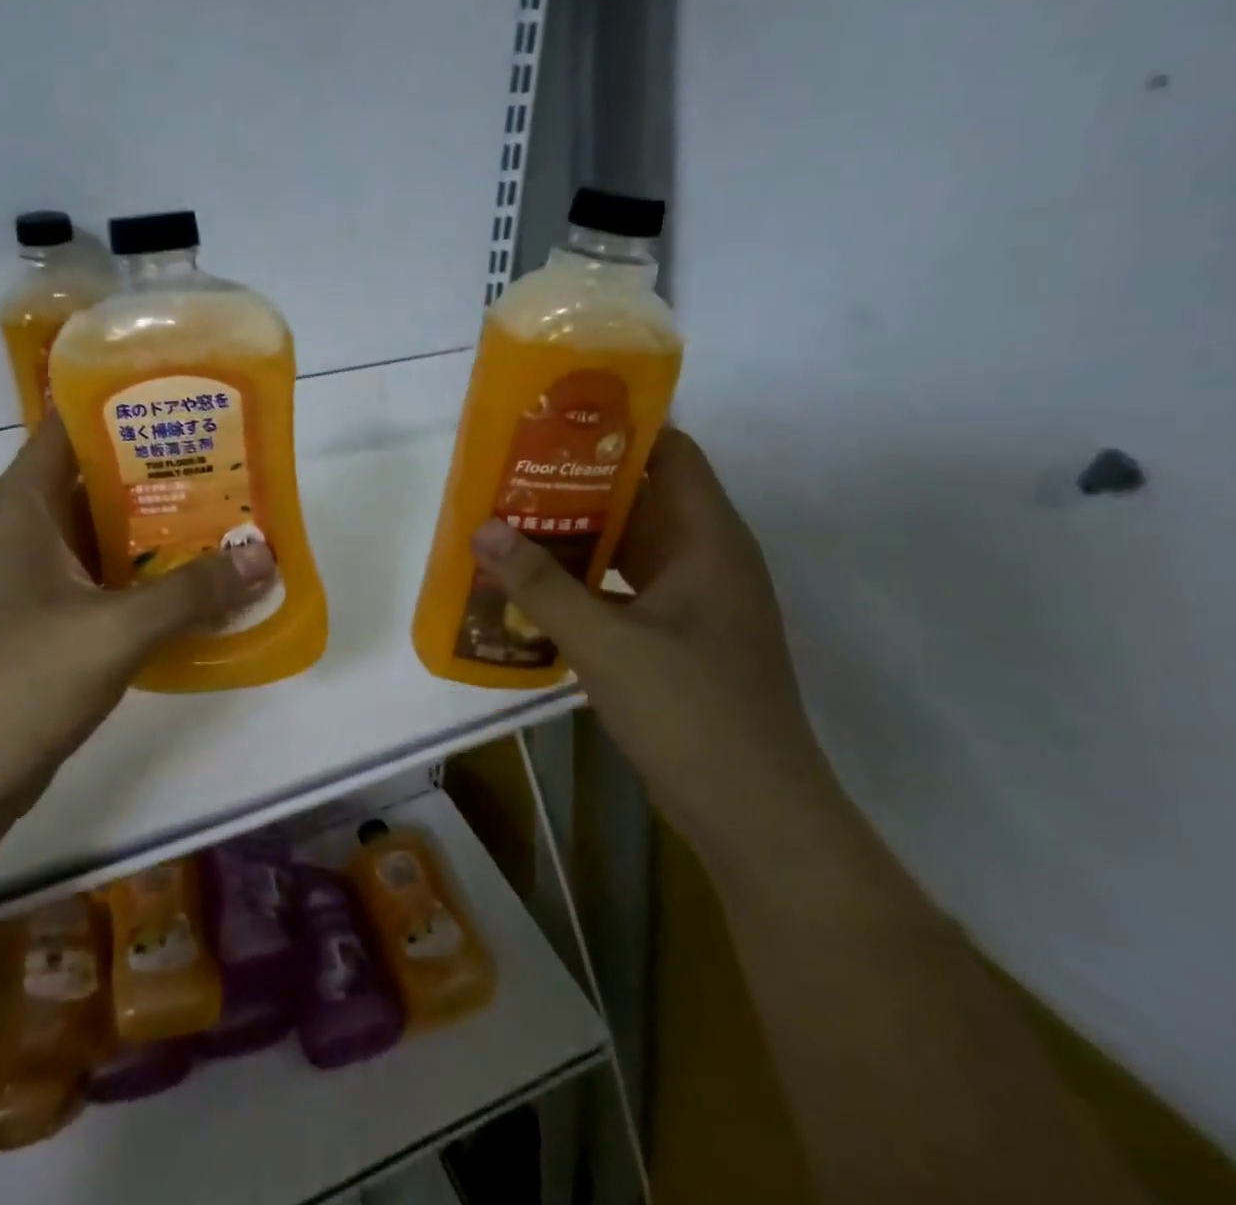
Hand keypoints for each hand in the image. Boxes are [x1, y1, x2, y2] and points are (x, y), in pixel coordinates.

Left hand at [0, 417, 276, 829]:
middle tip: (234, 465)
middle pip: (100, 479)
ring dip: (163, 532)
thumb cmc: (15, 685)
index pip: (73, 424)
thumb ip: (192, 592)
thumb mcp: (112, 632)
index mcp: (22, 505)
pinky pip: (106, 582)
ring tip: (232, 519)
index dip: (129, 403)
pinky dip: (149, 580)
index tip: (193, 400)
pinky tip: (201, 589)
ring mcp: (34, 579)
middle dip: (166, 472)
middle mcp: (25, 530)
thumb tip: (265, 556)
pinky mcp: (46, 622)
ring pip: (108, 534)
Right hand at [470, 428, 849, 874]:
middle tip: (513, 472)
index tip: (556, 421)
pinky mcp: (680, 639)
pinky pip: (626, 589)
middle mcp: (706, 558)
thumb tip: (482, 529)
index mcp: (708, 539)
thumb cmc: (690, 713)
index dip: (619, 428)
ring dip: (577, 535)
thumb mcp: (605, 644)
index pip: (671, 453)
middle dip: (578, 483)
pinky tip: (536, 587)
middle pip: (642, 497)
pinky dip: (586, 582)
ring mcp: (695, 602)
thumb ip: (540, 585)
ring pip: (631, 547)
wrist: (754, 814)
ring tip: (513, 521)